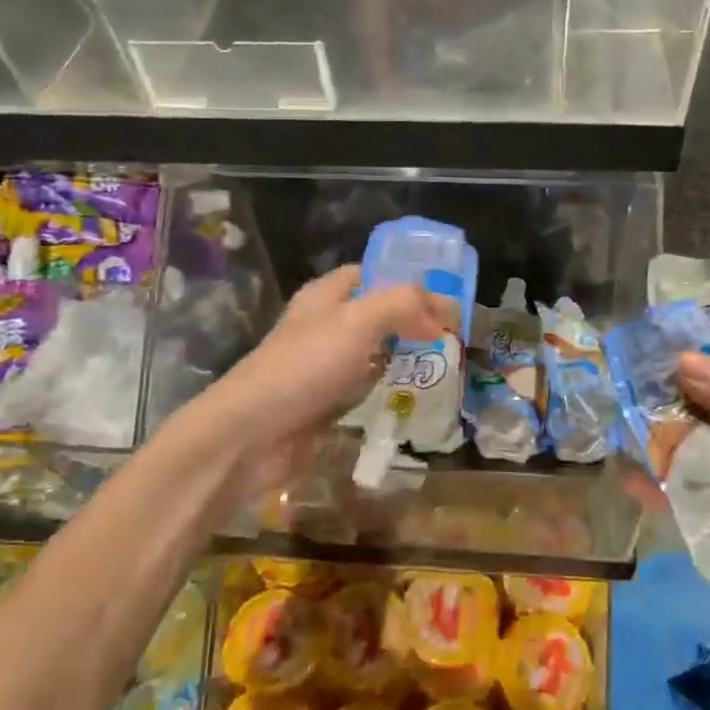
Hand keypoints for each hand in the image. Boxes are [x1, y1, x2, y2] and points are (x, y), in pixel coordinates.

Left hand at [191, 266, 450, 500]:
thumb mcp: (358, 320)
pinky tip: (417, 398)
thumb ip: (404, 305)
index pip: (372, 274)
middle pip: (378, 315)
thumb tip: (441, 316)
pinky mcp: (327, 403)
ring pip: (375, 354)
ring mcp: (325, 366)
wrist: (253, 434)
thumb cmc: (305, 366)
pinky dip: (390, 391)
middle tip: (456, 338)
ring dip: (406, 359)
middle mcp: (325, 326)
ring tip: (448, 367)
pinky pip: (367, 389)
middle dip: (414, 323)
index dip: (408, 282)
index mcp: (326, 296)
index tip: (447, 301)